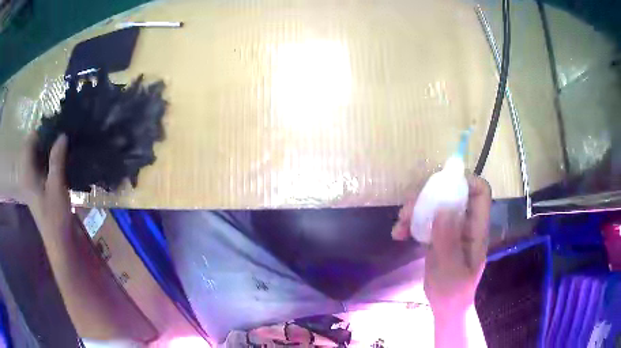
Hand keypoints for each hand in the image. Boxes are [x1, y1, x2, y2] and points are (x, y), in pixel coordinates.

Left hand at [20, 133, 70, 235]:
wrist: (60, 243)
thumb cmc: (55, 216)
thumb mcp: (56, 186)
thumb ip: (57, 159)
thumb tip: (62, 134)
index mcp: (27, 173)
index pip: (29, 142)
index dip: (41, 130)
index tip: (56, 124)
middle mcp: (27, 175)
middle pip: (34, 148)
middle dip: (46, 138)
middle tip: (62, 132)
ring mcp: (33, 183)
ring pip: (39, 157)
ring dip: (50, 149)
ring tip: (64, 142)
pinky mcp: (40, 189)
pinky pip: (43, 167)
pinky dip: (51, 160)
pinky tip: (62, 159)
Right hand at [392, 175, 490, 314]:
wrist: (446, 306)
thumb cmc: (453, 292)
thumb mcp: (451, 271)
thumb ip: (449, 242)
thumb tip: (442, 208)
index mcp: (477, 228)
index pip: (480, 192)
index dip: (465, 181)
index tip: (440, 186)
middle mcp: (465, 223)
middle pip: (452, 193)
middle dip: (429, 195)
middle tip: (408, 209)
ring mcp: (451, 228)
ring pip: (435, 204)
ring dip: (415, 208)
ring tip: (400, 224)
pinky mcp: (438, 234)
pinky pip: (424, 218)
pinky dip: (410, 222)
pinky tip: (398, 234)